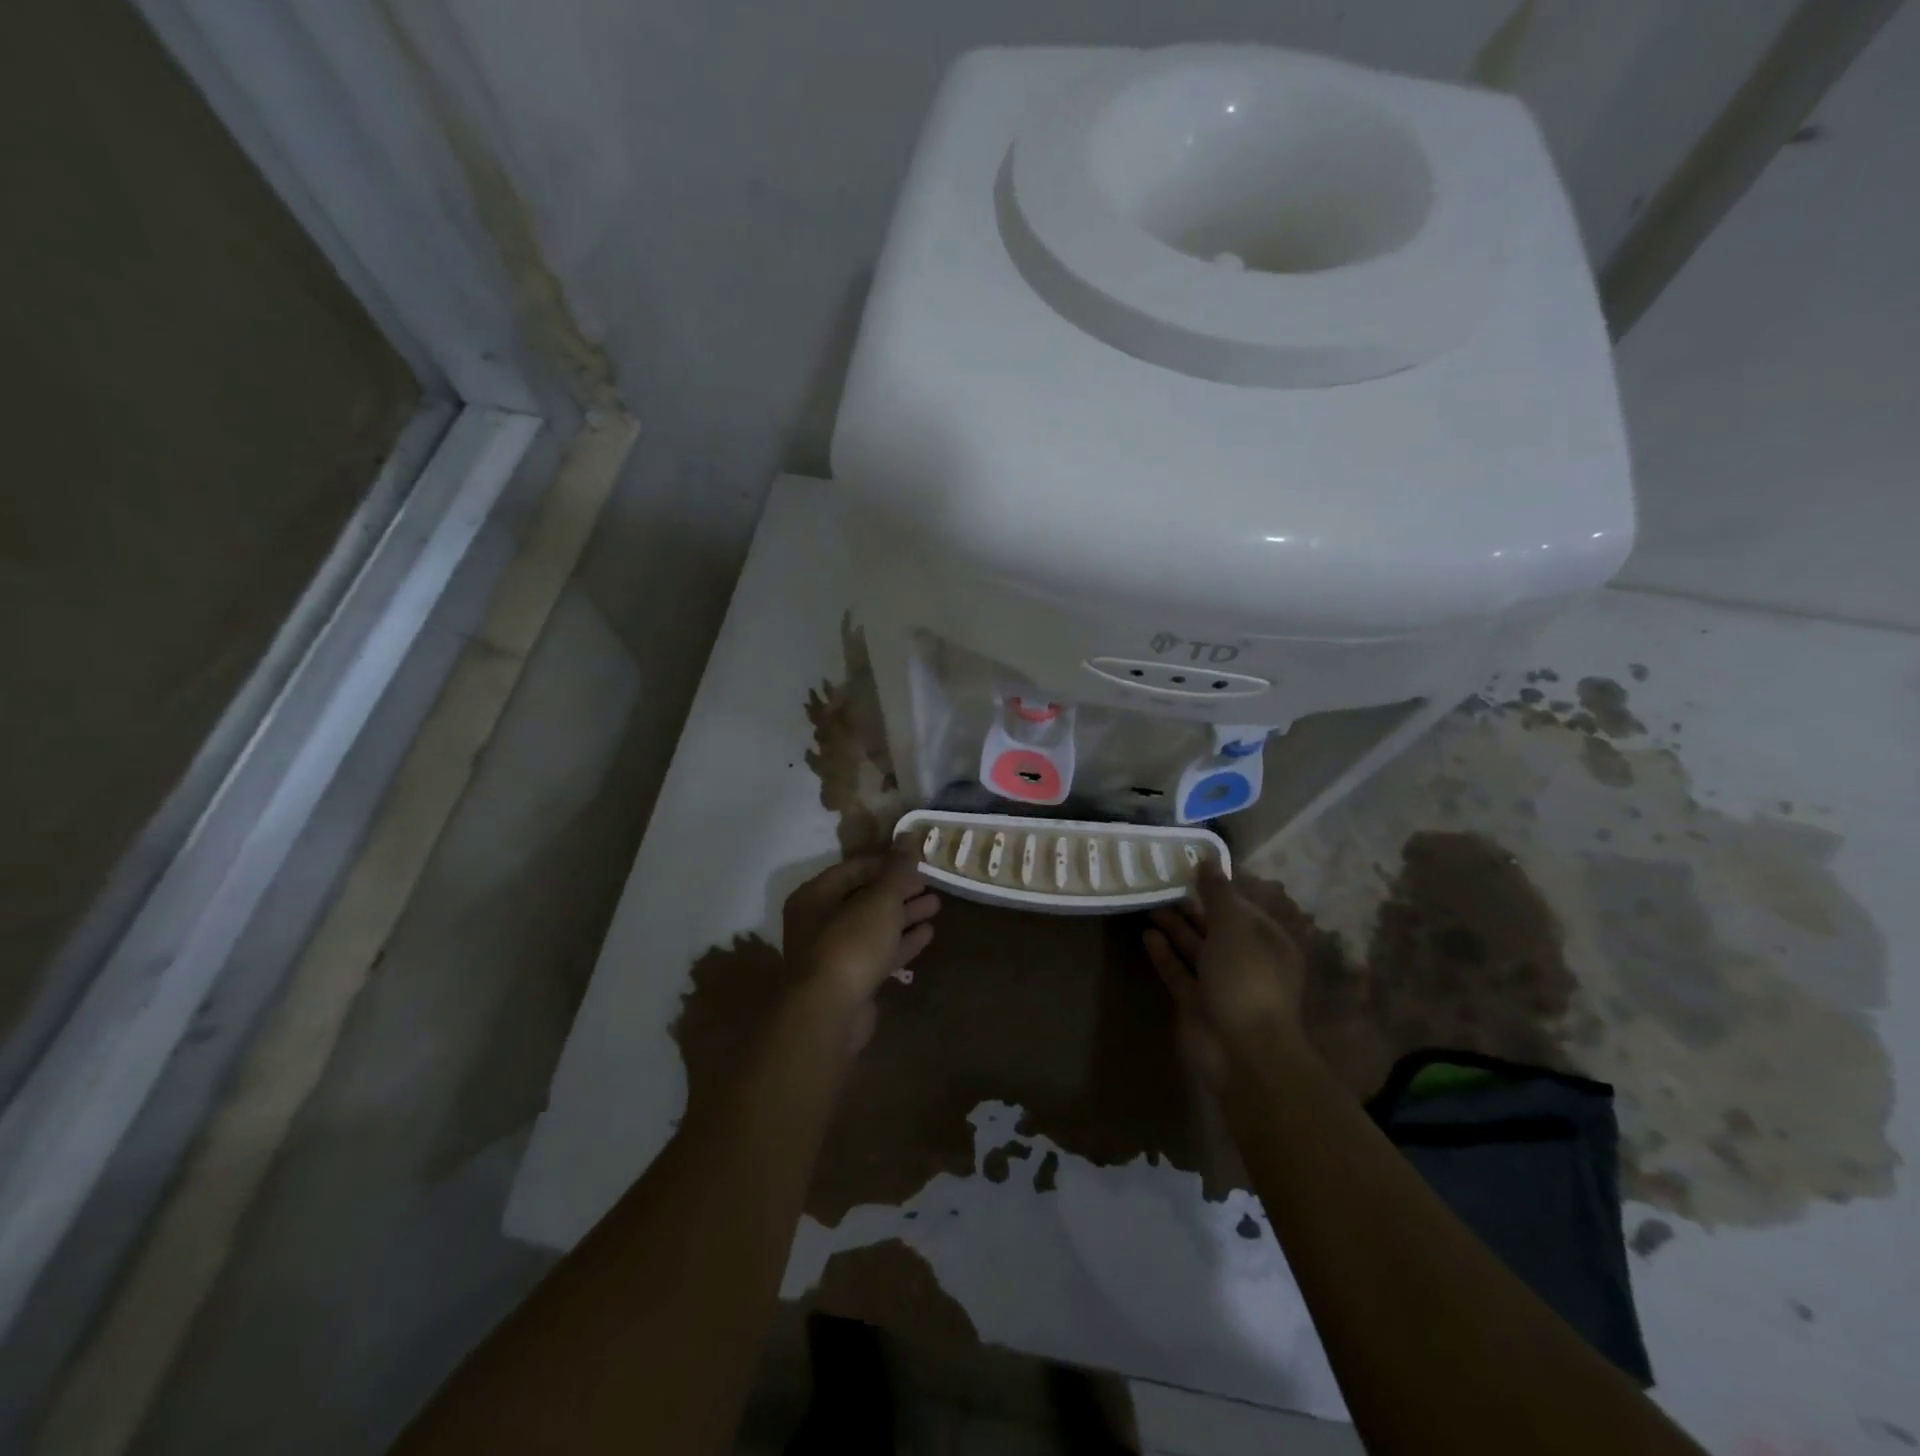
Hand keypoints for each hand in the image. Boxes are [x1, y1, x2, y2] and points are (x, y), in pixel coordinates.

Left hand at [782, 845, 938, 1051]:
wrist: (830, 1014)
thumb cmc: (850, 944)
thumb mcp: (879, 899)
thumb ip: (897, 868)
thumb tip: (910, 835)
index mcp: (815, 896)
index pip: (854, 868)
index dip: (887, 861)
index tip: (916, 859)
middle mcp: (819, 921)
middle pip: (864, 897)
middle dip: (898, 889)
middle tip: (930, 881)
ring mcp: (834, 953)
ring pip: (874, 926)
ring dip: (904, 914)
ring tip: (936, 904)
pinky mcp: (851, 980)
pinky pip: (879, 952)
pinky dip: (901, 941)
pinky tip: (928, 933)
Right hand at [1144, 862, 1306, 1088]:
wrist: (1242, 1051)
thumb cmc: (1247, 980)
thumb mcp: (1234, 928)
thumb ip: (1217, 894)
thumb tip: (1207, 859)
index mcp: (1268, 943)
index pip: (1241, 909)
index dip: (1215, 890)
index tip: (1186, 870)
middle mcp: (1247, 962)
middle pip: (1216, 928)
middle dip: (1191, 908)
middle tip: (1160, 884)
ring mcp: (1221, 984)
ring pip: (1195, 949)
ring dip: (1174, 928)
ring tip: (1149, 904)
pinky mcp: (1196, 1003)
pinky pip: (1179, 972)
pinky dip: (1164, 954)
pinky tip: (1147, 935)